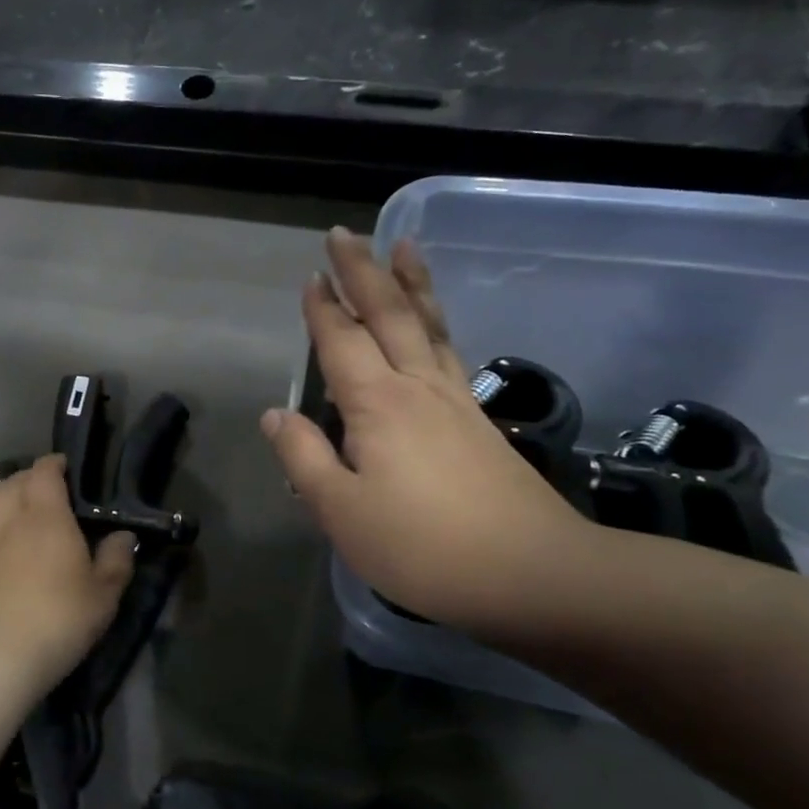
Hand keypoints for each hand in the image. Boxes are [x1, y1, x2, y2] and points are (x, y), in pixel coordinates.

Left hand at [0, 455, 136, 695]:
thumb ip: (116, 561)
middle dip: (26, 477)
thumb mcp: (103, 596)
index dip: (52, 465)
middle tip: (38, 487)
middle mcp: (9, 518)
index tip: (62, 467)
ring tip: (4, 495)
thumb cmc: (58, 621)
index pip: (45, 474)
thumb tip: (124, 535)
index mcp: (48, 518)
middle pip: (12, 482)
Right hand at [262, 228, 597, 634]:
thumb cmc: (421, 546)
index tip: (310, 276)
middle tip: (344, 234)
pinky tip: (433, 324)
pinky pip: (449, 350)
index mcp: (377, 405)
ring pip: (427, 325)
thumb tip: (275, 414)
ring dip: (410, 283)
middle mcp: (417, 387)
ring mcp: (454, 401)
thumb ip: (304, 457)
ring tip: (403, 247)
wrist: (532, 574)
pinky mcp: (478, 421)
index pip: (340, 342)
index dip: (322, 309)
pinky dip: (435, 321)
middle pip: (387, 315)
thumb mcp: (341, 511)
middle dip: (362, 272)